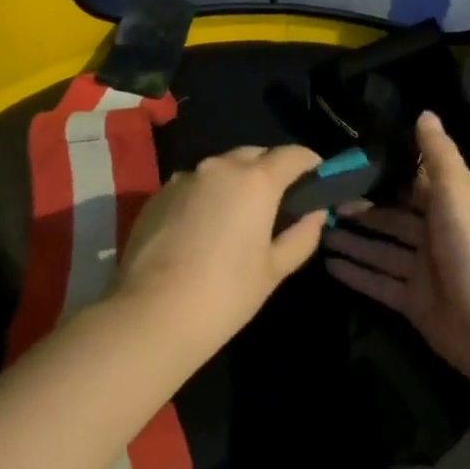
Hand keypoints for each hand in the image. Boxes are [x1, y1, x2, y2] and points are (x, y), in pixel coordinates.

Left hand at [110, 144, 327, 354]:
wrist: (151, 314)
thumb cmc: (225, 294)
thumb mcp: (274, 270)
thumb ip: (301, 235)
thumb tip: (315, 214)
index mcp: (255, 180)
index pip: (293, 155)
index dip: (311, 164)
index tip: (318, 180)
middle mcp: (220, 167)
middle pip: (255, 154)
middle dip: (271, 170)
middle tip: (279, 202)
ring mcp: (184, 178)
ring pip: (221, 168)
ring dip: (236, 181)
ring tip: (238, 215)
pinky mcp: (157, 194)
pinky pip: (193, 184)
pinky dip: (206, 195)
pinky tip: (203, 228)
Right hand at [323, 111, 469, 377]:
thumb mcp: (457, 190)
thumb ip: (438, 153)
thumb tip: (425, 112)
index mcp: (448, 204)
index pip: (410, 182)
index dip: (382, 173)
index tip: (346, 163)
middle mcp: (435, 233)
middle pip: (390, 216)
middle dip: (358, 209)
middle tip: (318, 200)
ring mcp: (423, 270)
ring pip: (380, 248)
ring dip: (352, 240)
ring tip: (315, 230)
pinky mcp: (412, 301)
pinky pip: (378, 282)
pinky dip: (356, 273)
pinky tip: (327, 264)